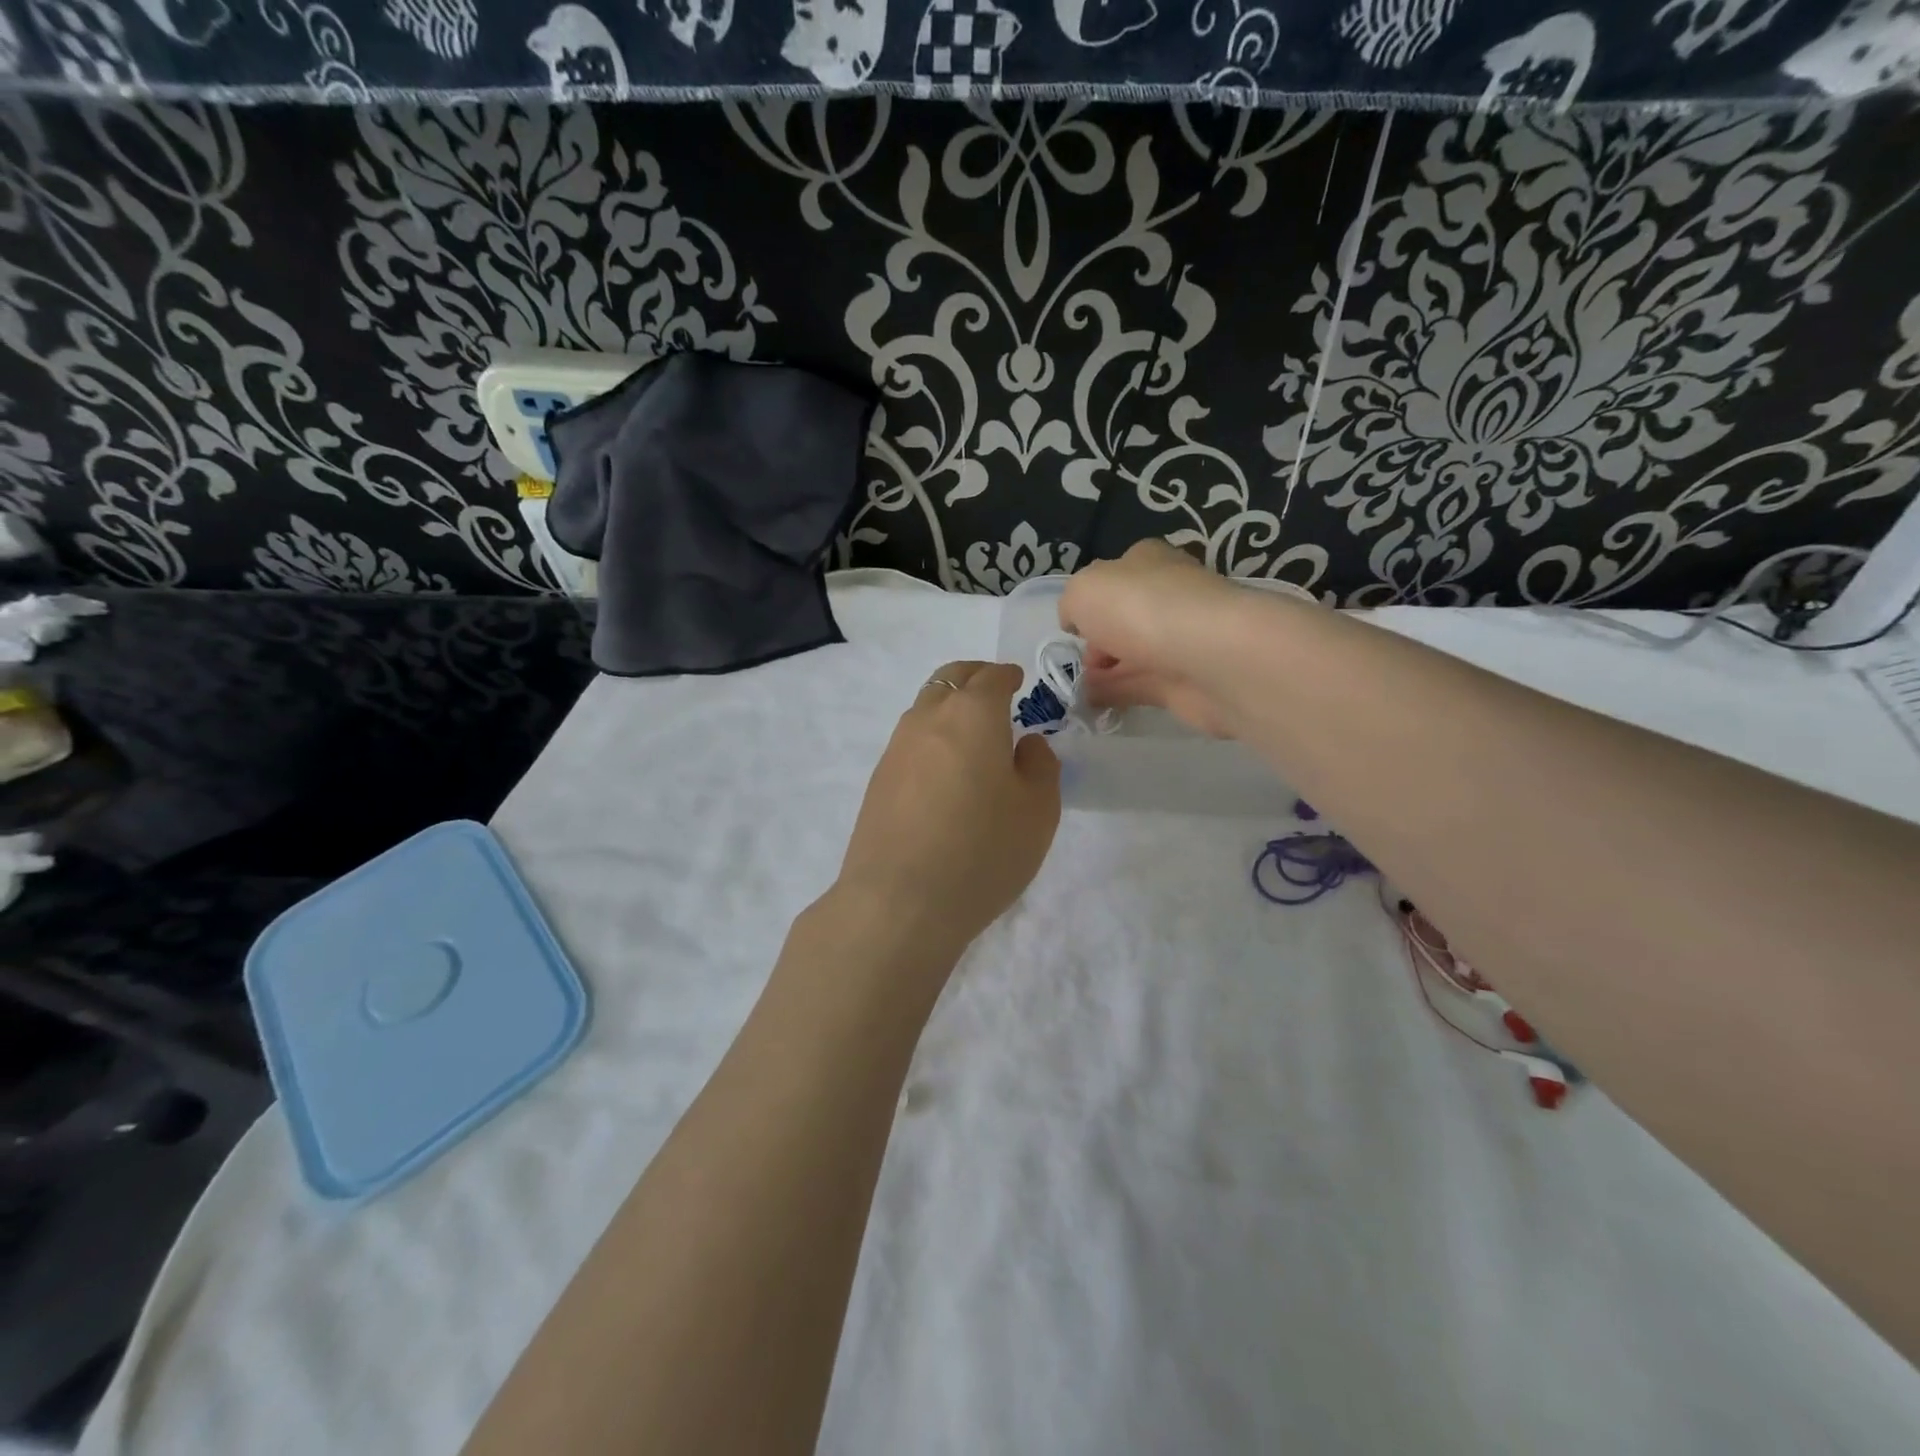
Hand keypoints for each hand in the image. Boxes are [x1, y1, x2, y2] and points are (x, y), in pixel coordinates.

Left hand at [836, 661, 1060, 958]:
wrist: (898, 901)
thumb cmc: (982, 851)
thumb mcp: (1038, 811)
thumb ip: (1040, 766)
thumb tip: (1026, 744)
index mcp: (972, 714)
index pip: (991, 676)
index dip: (1008, 675)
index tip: (1018, 681)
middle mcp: (928, 719)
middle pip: (950, 680)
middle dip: (974, 678)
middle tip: (994, 691)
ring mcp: (896, 749)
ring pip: (925, 708)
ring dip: (949, 707)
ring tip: (972, 735)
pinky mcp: (878, 781)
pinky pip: (910, 742)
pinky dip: (931, 738)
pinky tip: (945, 771)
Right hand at [1059, 540, 1244, 737]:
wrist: (1208, 655)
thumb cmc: (1139, 608)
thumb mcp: (1082, 590)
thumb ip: (1071, 605)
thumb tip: (1077, 623)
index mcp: (1146, 563)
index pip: (1115, 577)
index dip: (1090, 602)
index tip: (1074, 628)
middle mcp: (1166, 596)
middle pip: (1123, 619)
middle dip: (1097, 642)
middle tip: (1078, 663)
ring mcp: (1179, 641)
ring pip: (1131, 655)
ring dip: (1105, 672)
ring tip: (1076, 690)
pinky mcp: (1186, 681)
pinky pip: (1141, 687)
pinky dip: (1117, 695)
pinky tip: (1094, 705)